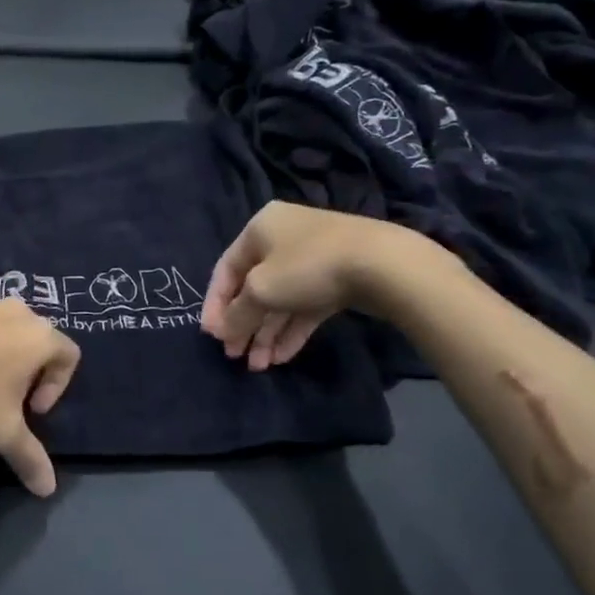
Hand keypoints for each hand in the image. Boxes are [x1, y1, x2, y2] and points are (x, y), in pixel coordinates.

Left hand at [0, 301, 79, 495]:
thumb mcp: (2, 433)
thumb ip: (30, 458)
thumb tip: (48, 490)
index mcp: (39, 335)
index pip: (69, 355)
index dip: (58, 387)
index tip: (31, 412)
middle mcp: (16, 312)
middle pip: (38, 340)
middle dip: (30, 372)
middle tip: (9, 401)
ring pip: (6, 331)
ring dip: (3, 358)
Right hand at [201, 203, 461, 369]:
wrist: (382, 265)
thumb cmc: (308, 267)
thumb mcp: (261, 290)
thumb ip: (237, 313)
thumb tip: (223, 331)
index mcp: (259, 229)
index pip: (225, 270)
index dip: (215, 305)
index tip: (212, 337)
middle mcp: (283, 238)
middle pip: (253, 287)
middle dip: (244, 324)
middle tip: (235, 356)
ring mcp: (311, 258)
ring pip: (280, 300)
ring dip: (266, 333)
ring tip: (259, 366)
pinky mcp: (335, 279)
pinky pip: (304, 306)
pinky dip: (291, 329)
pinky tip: (282, 357)